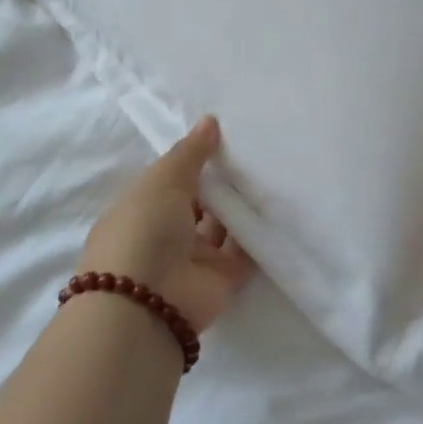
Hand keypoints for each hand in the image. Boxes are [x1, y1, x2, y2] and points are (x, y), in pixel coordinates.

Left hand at [79, 117, 254, 332]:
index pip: (171, 181)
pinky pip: (246, 251)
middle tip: (258, 150)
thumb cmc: (143, 230)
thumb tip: (211, 120)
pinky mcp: (223, 279)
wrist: (147, 303)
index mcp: (142, 208)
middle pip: (201, 203)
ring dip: (242, 205)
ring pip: (224, 226)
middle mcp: (167, 234)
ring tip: (274, 170)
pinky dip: (260, 233)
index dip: (195, 161)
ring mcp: (195, 259)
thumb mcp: (162, 180)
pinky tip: (281, 204)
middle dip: (223, 182)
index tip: (226, 136)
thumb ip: (190, 152)